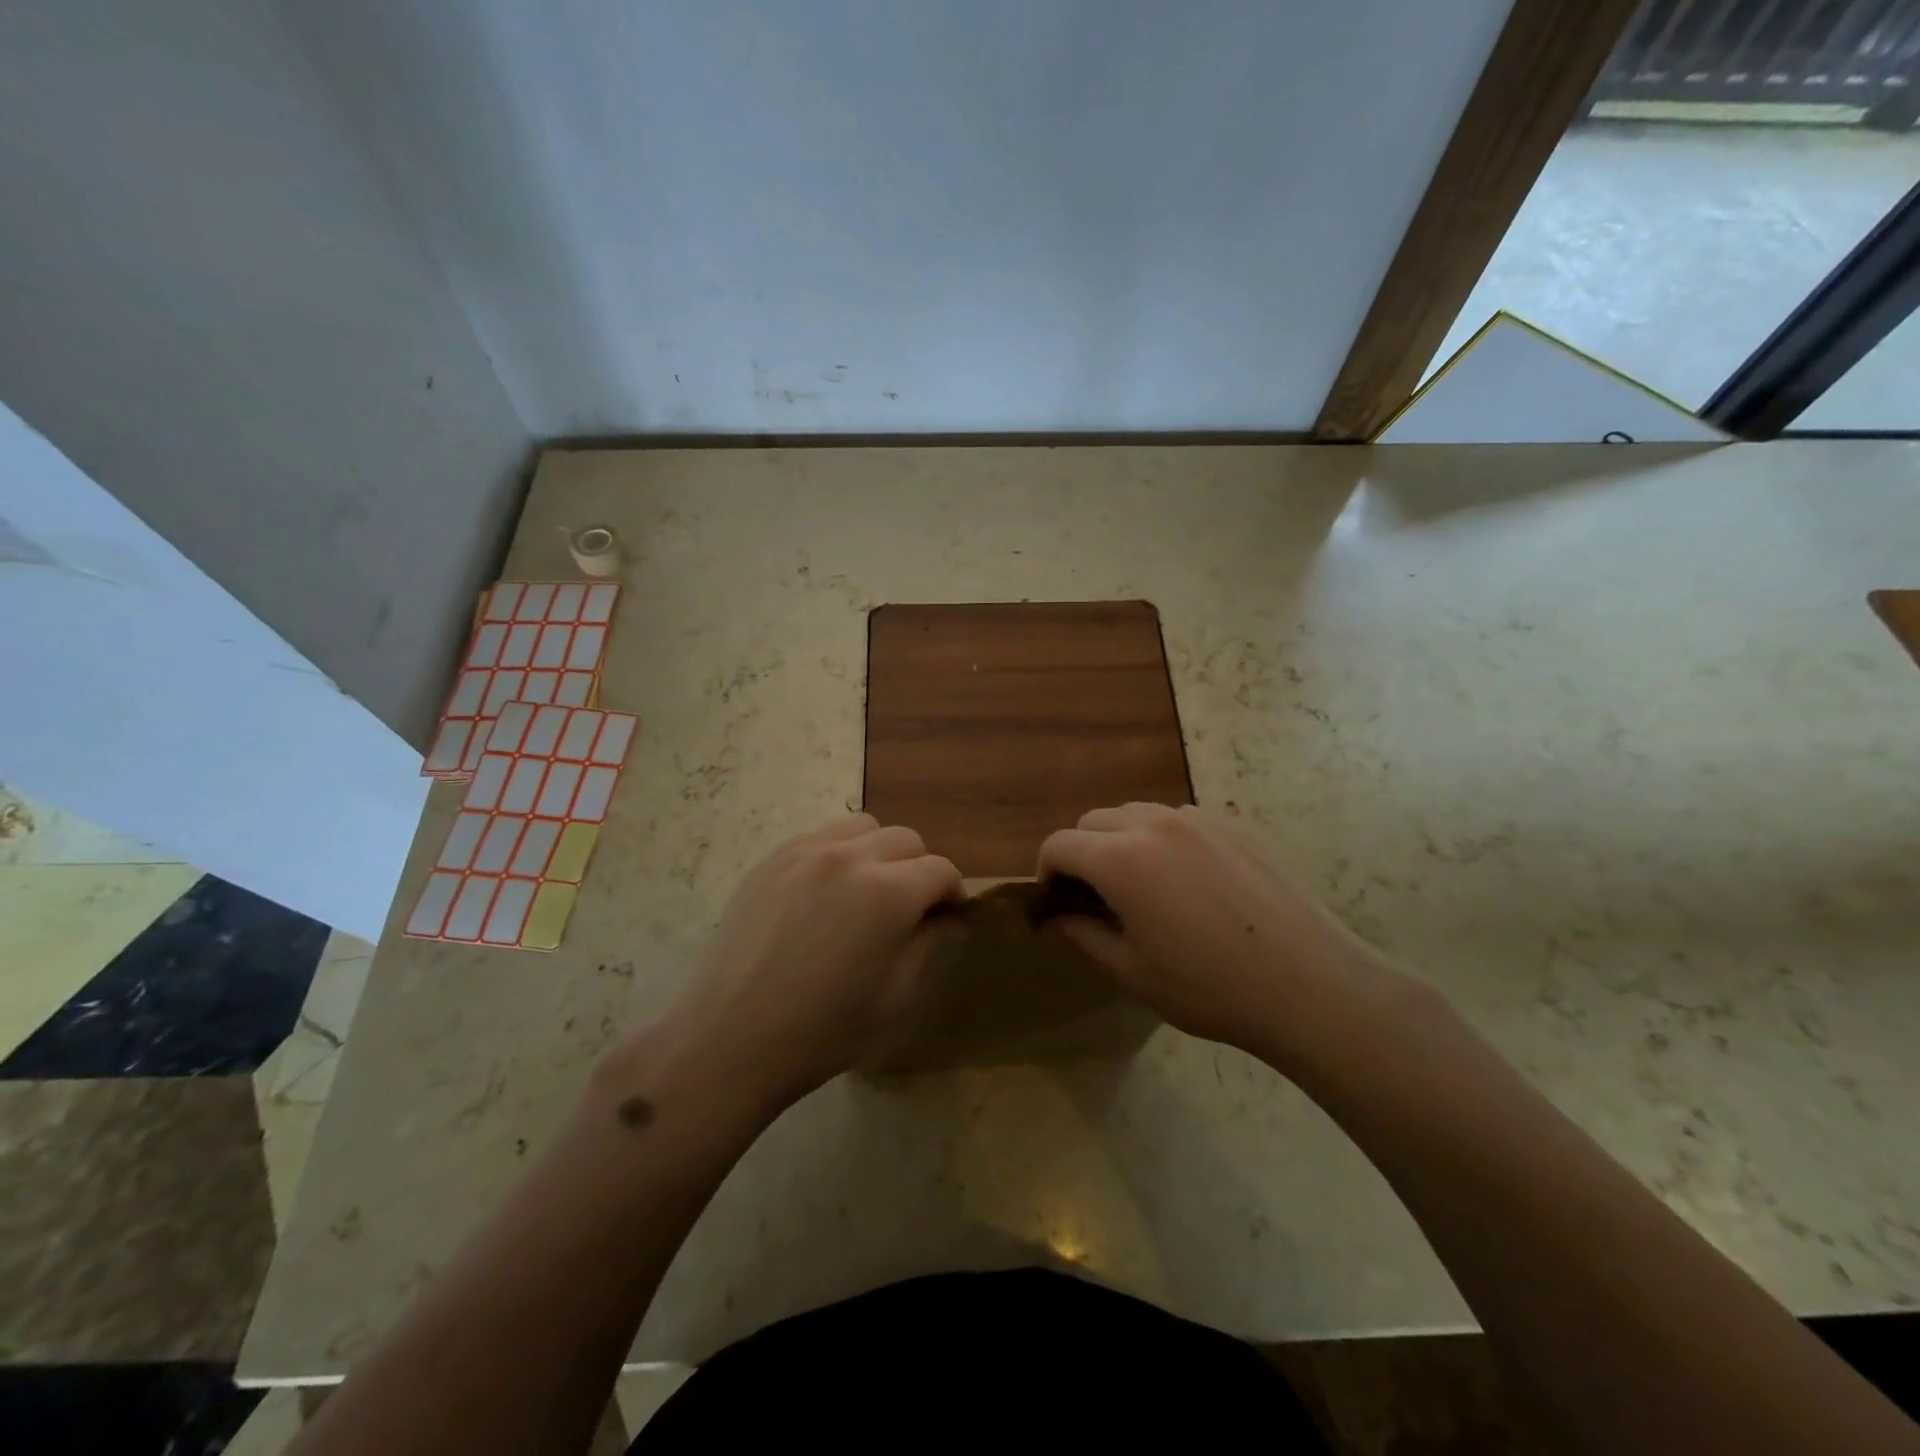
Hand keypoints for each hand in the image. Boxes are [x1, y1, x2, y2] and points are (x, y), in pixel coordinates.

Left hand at [630, 814, 961, 1114]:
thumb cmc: (823, 1032)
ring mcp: (804, 852)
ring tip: (866, 893)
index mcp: (888, 892)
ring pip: (863, 828)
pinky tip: (824, 896)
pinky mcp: (771, 860)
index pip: (941, 870)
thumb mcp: (897, 999)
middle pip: (906, 839)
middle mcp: (849, 857)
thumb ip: (931, 945)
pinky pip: (821, 838)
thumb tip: (948, 918)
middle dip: (919, 869)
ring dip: (879, 853)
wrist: (729, 1040)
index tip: (947, 919)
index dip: (952, 894)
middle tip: (908, 910)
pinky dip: (838, 855)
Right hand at [1037, 804, 1391, 1069]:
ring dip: (1121, 840)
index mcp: (1120, 858)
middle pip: (1093, 820)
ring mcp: (1197, 819)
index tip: (1056, 903)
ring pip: (1136, 813)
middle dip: (1081, 853)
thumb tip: (1053, 916)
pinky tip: (1188, 880)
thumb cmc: (1210, 987)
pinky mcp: (1233, 824)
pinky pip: (1178, 819)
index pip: (1059, 844)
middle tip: (1096, 898)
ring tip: (1142, 886)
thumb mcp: (1133, 972)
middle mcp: (1153, 824)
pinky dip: (1162, 838)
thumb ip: (1082, 935)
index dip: (1047, 872)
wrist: (1309, 984)